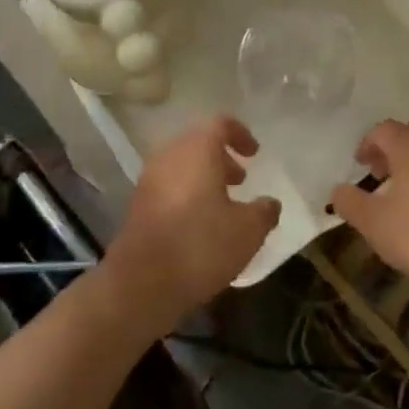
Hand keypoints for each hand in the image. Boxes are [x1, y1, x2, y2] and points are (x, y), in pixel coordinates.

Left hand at [103, 115, 279, 333]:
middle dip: (222, 157)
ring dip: (204, 177)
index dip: (241, 134)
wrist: (141, 284)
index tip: (255, 153)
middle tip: (240, 179)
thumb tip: (270, 203)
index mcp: (198, 149)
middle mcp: (170, 155)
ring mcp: (150, 180)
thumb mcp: (248, 230)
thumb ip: (264, 211)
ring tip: (223, 204)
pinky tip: (200, 224)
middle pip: (199, 143)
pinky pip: (169, 186)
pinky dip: (187, 194)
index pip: (221, 124)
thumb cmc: (201, 245)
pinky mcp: (138, 205)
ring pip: (182, 166)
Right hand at [329, 120, 408, 296]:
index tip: (359, 164)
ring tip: (404, 190)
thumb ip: (351, 204)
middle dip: (390, 150)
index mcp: (408, 142)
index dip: (367, 144)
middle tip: (379, 174)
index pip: (382, 130)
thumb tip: (338, 190)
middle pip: (408, 134)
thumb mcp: (375, 224)